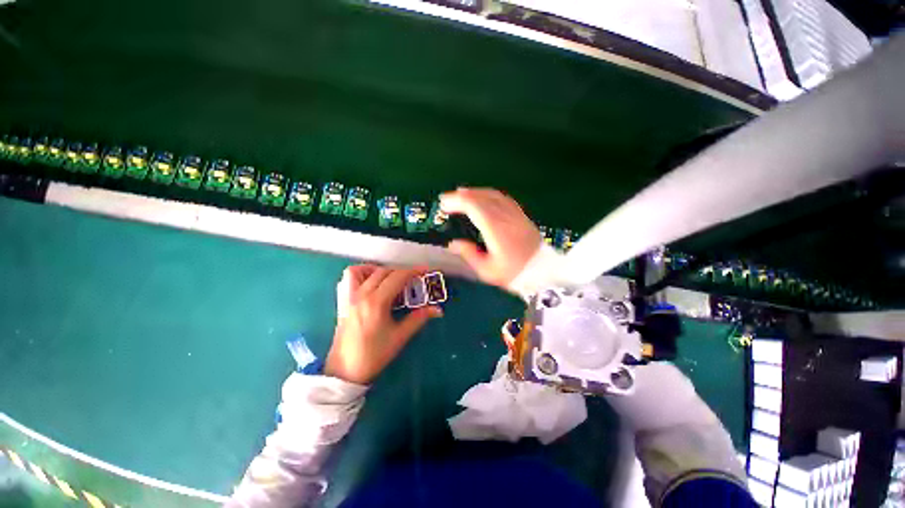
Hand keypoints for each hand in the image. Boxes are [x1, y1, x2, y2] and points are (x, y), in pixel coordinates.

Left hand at [325, 265, 442, 383]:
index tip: (425, 270)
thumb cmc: (374, 355)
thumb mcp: (400, 336)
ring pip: (362, 271)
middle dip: (401, 272)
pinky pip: (348, 279)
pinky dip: (361, 275)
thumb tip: (437, 310)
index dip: (413, 271)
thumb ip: (419, 318)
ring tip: (389, 280)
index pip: (398, 277)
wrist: (345, 371)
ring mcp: (349, 297)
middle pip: (383, 272)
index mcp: (376, 303)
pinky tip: (370, 284)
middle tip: (412, 281)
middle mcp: (361, 295)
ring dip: (378, 270)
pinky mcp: (342, 302)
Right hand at [440, 188, 541, 288]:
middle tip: (447, 199)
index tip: (444, 204)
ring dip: (475, 192)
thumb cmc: (513, 274)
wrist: (542, 273)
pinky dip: (489, 194)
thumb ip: (469, 254)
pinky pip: (503, 198)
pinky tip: (483, 197)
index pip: (474, 207)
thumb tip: (453, 243)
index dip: (457, 202)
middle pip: (482, 197)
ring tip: (461, 194)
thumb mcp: (487, 270)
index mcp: (496, 230)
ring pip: (493, 195)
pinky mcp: (521, 215)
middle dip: (462, 195)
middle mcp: (506, 217)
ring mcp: (515, 214)